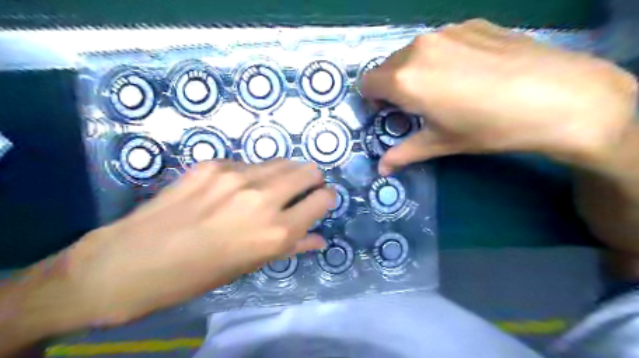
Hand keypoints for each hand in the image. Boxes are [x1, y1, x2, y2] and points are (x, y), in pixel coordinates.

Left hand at [63, 159, 336, 327]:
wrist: (133, 260)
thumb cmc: (200, 273)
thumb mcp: (252, 265)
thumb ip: (293, 247)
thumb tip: (320, 238)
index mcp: (276, 232)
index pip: (323, 199)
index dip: (326, 198)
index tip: (321, 201)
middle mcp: (264, 198)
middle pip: (309, 170)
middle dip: (312, 179)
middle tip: (301, 190)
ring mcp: (237, 175)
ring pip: (282, 161)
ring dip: (285, 173)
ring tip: (271, 188)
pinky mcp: (214, 163)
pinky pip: (249, 163)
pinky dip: (253, 174)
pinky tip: (234, 189)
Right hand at [362, 19, 635, 174]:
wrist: (559, 96)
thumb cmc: (489, 127)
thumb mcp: (441, 143)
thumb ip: (404, 153)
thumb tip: (381, 170)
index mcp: (405, 79)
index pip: (367, 83)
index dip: (371, 99)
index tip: (388, 112)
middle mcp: (418, 48)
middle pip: (387, 66)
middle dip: (391, 86)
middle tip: (414, 105)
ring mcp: (447, 31)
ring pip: (413, 52)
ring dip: (415, 70)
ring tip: (443, 88)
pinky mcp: (472, 24)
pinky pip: (440, 41)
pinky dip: (440, 57)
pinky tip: (468, 73)